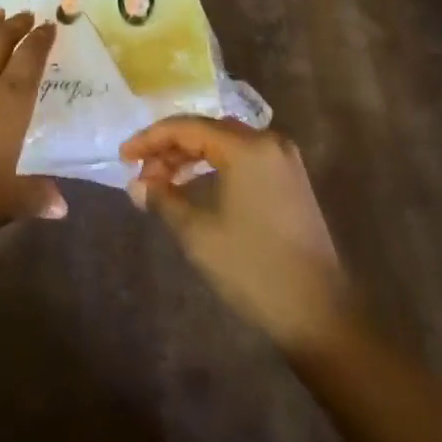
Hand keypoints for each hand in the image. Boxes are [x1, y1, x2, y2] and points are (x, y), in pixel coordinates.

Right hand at [121, 117, 346, 360]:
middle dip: (169, 148)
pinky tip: (194, 185)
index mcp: (246, 147)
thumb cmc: (252, 268)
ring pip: (224, 143)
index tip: (123, 156)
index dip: (150, 139)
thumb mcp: (197, 232)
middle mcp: (268, 142)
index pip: (186, 127)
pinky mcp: (290, 180)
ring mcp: (284, 160)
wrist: (318, 313)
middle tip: (141, 173)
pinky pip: (243, 158)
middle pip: (206, 130)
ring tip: (162, 181)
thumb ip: (163, 198)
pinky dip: (214, 165)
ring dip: (190, 156)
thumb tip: (136, 184)